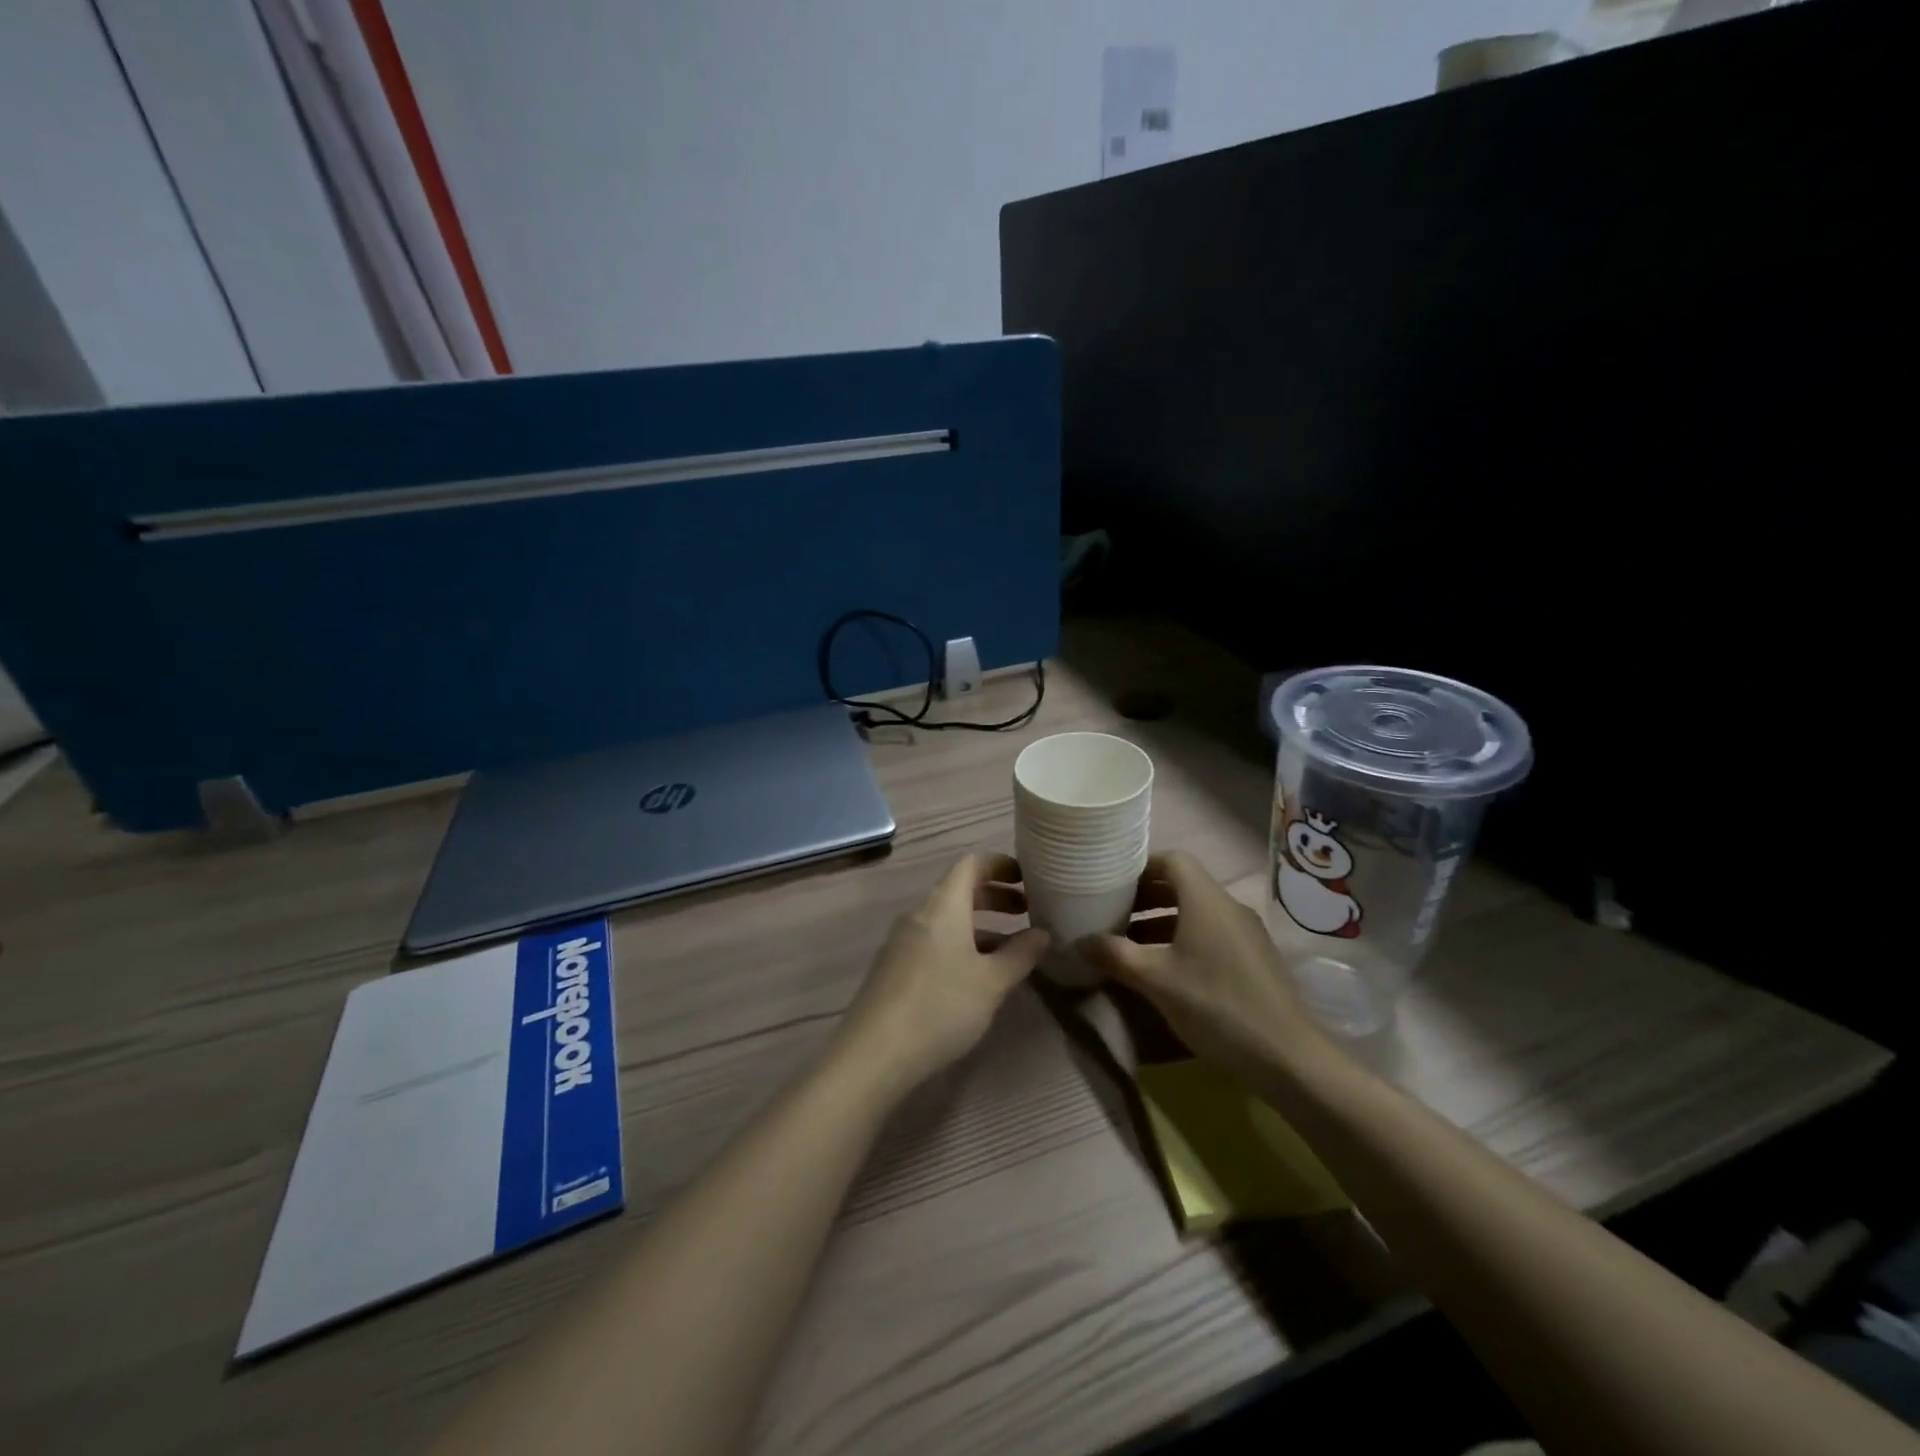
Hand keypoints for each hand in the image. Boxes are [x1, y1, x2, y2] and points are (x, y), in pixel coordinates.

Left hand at [834, 853, 1050, 1100]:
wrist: (873, 1054)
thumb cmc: (940, 1007)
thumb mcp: (991, 983)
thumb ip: (1020, 955)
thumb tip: (1041, 934)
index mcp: (942, 906)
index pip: (971, 864)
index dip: (1000, 864)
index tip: (1027, 877)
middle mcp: (919, 915)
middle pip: (959, 891)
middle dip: (995, 896)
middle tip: (1027, 911)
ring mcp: (902, 942)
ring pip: (947, 920)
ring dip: (981, 926)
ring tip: (1011, 950)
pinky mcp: (894, 969)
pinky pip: (934, 942)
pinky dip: (961, 946)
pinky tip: (977, 977)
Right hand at [1080, 851, 1324, 1079]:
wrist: (1288, 1056)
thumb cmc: (1216, 1005)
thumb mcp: (1156, 980)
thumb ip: (1115, 955)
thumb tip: (1080, 940)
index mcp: (1205, 899)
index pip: (1172, 859)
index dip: (1141, 866)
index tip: (1113, 884)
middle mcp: (1228, 906)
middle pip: (1183, 884)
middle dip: (1146, 896)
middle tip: (1114, 914)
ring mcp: (1246, 932)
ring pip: (1197, 911)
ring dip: (1163, 921)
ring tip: (1131, 944)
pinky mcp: (1255, 958)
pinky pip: (1212, 933)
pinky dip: (1184, 939)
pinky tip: (1167, 970)